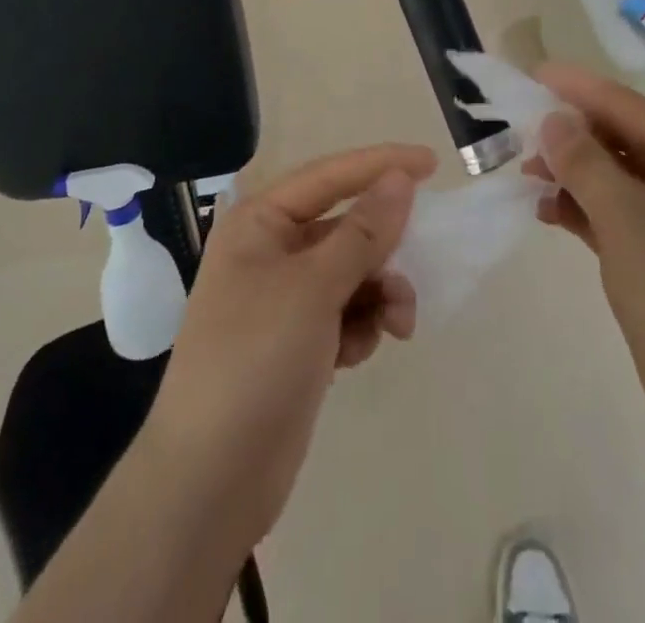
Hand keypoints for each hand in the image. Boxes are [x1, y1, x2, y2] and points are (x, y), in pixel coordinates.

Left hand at [139, 143, 437, 553]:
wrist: (211, 480)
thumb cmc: (255, 359)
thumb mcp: (314, 287)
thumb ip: (364, 231)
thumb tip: (400, 178)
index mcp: (259, 222)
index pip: (330, 175)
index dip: (381, 164)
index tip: (433, 164)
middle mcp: (270, 250)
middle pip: (346, 227)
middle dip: (383, 249)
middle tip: (417, 265)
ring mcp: (283, 299)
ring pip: (352, 272)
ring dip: (380, 293)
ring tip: (396, 325)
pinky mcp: (297, 341)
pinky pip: (346, 312)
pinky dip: (361, 326)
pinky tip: (356, 355)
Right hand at [527, 63, 644, 474]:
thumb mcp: (626, 219)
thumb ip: (584, 162)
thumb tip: (552, 119)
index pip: (627, 106)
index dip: (578, 89)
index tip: (533, 74)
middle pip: (619, 138)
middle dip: (570, 134)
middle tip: (519, 130)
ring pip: (612, 176)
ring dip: (570, 172)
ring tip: (524, 172)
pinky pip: (612, 212)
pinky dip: (580, 208)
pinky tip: (544, 210)